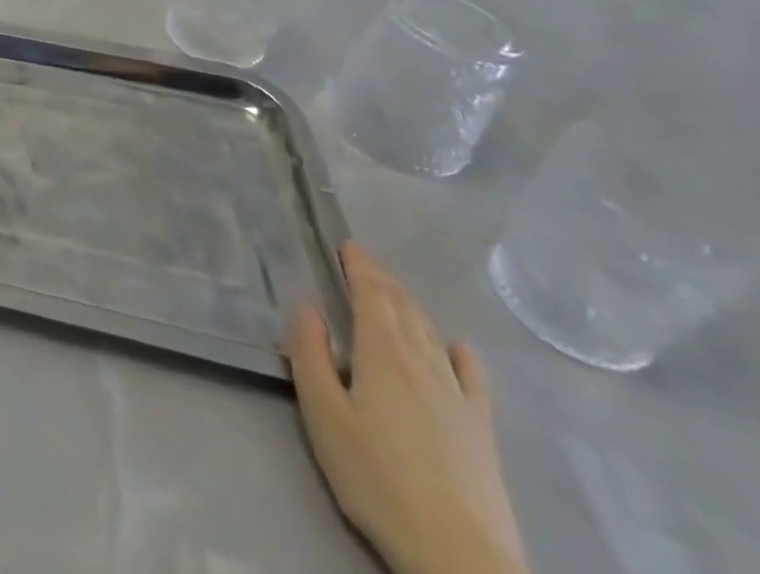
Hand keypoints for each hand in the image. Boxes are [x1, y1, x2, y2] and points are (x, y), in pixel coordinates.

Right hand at [288, 244, 530, 573]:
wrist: (458, 555)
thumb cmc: (375, 477)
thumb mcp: (322, 412)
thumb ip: (310, 353)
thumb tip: (306, 305)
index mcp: (382, 353)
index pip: (372, 295)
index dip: (360, 267)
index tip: (348, 245)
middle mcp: (424, 364)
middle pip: (404, 310)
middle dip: (383, 281)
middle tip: (364, 261)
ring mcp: (459, 398)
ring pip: (432, 336)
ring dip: (412, 308)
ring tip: (395, 294)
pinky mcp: (482, 431)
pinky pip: (473, 378)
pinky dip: (461, 354)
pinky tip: (458, 348)